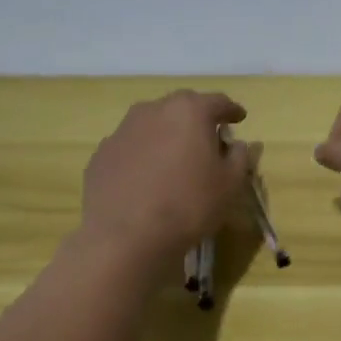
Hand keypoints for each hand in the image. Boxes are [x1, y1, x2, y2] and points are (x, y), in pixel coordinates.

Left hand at [78, 90, 252, 258]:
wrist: (125, 238)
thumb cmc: (188, 205)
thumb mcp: (230, 184)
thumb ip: (239, 157)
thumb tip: (235, 145)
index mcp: (189, 111)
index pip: (218, 102)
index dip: (232, 110)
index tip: (239, 119)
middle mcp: (153, 111)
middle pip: (182, 107)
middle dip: (197, 118)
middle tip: (208, 138)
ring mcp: (122, 131)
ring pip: (153, 124)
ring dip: (168, 134)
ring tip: (175, 158)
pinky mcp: (101, 154)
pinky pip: (132, 146)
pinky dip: (144, 154)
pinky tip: (147, 177)